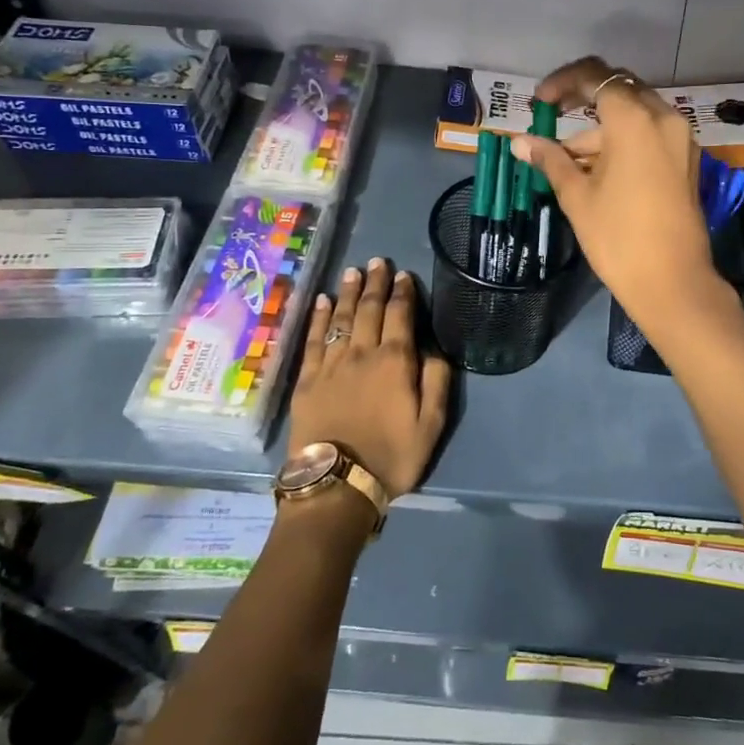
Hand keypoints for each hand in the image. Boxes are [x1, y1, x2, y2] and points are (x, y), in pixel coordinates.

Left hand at [287, 260, 451, 499]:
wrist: (337, 483)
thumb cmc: (392, 456)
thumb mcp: (432, 425)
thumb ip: (437, 382)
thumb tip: (433, 350)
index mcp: (395, 361)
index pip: (400, 316)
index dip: (402, 293)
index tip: (403, 274)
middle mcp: (362, 353)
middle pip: (369, 309)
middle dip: (375, 283)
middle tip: (377, 261)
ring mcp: (331, 364)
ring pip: (341, 319)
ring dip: (347, 292)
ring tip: (352, 271)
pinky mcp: (307, 379)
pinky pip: (313, 340)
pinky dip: (318, 318)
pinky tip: (322, 301)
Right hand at [511, 57, 728, 336]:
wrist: (672, 282)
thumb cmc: (618, 237)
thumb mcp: (577, 195)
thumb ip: (550, 159)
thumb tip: (520, 142)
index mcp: (634, 120)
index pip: (595, 76)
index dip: (563, 82)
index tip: (540, 102)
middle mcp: (663, 118)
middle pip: (619, 90)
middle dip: (583, 102)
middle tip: (553, 121)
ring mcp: (680, 139)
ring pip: (635, 115)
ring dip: (601, 129)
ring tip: (568, 162)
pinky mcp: (686, 160)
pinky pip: (650, 134)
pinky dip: (623, 141)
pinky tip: (598, 171)